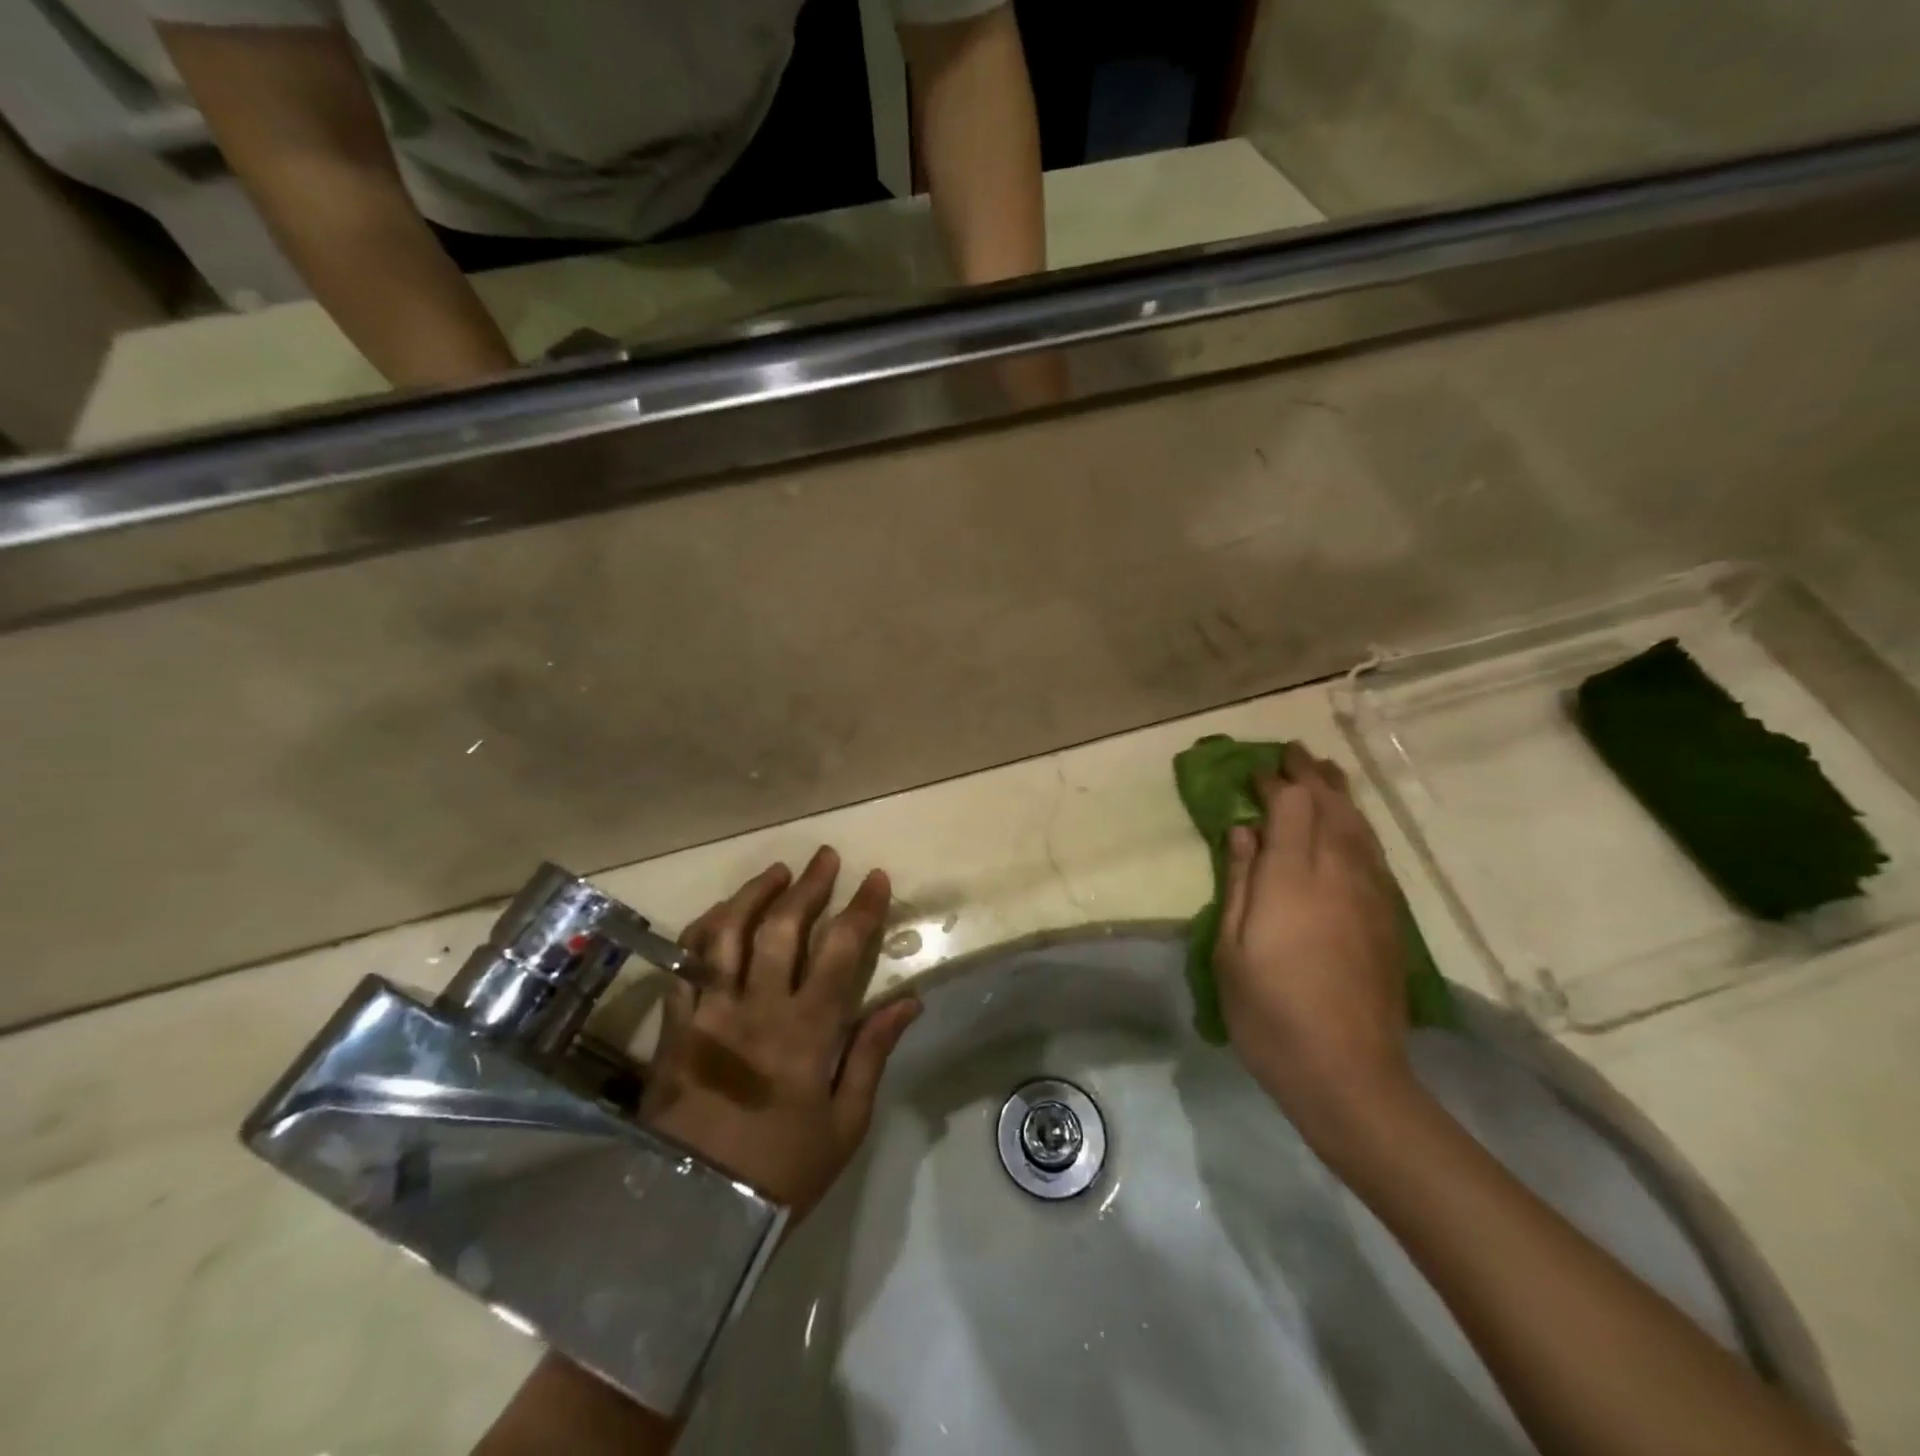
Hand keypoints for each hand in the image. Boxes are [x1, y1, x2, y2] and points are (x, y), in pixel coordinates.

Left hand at [640, 847, 921, 1217]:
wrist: (692, 1215)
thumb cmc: (781, 1173)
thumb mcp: (844, 1124)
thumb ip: (872, 1053)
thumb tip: (908, 1002)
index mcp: (807, 1031)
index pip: (841, 950)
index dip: (861, 908)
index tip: (876, 878)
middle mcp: (758, 1007)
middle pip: (784, 927)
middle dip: (810, 885)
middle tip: (826, 857)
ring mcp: (711, 1012)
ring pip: (729, 933)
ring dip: (754, 894)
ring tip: (776, 871)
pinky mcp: (676, 1025)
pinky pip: (686, 963)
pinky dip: (705, 929)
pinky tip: (721, 914)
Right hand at [1214, 745, 1416, 1158]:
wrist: (1348, 1075)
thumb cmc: (1270, 1012)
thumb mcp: (1231, 948)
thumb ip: (1239, 882)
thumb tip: (1243, 832)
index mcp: (1294, 878)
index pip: (1293, 805)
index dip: (1276, 782)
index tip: (1257, 772)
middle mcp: (1339, 874)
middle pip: (1333, 806)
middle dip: (1313, 775)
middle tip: (1294, 754)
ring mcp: (1372, 896)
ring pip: (1361, 827)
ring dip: (1341, 795)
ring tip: (1327, 774)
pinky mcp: (1390, 920)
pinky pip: (1375, 855)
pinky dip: (1359, 828)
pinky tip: (1352, 829)